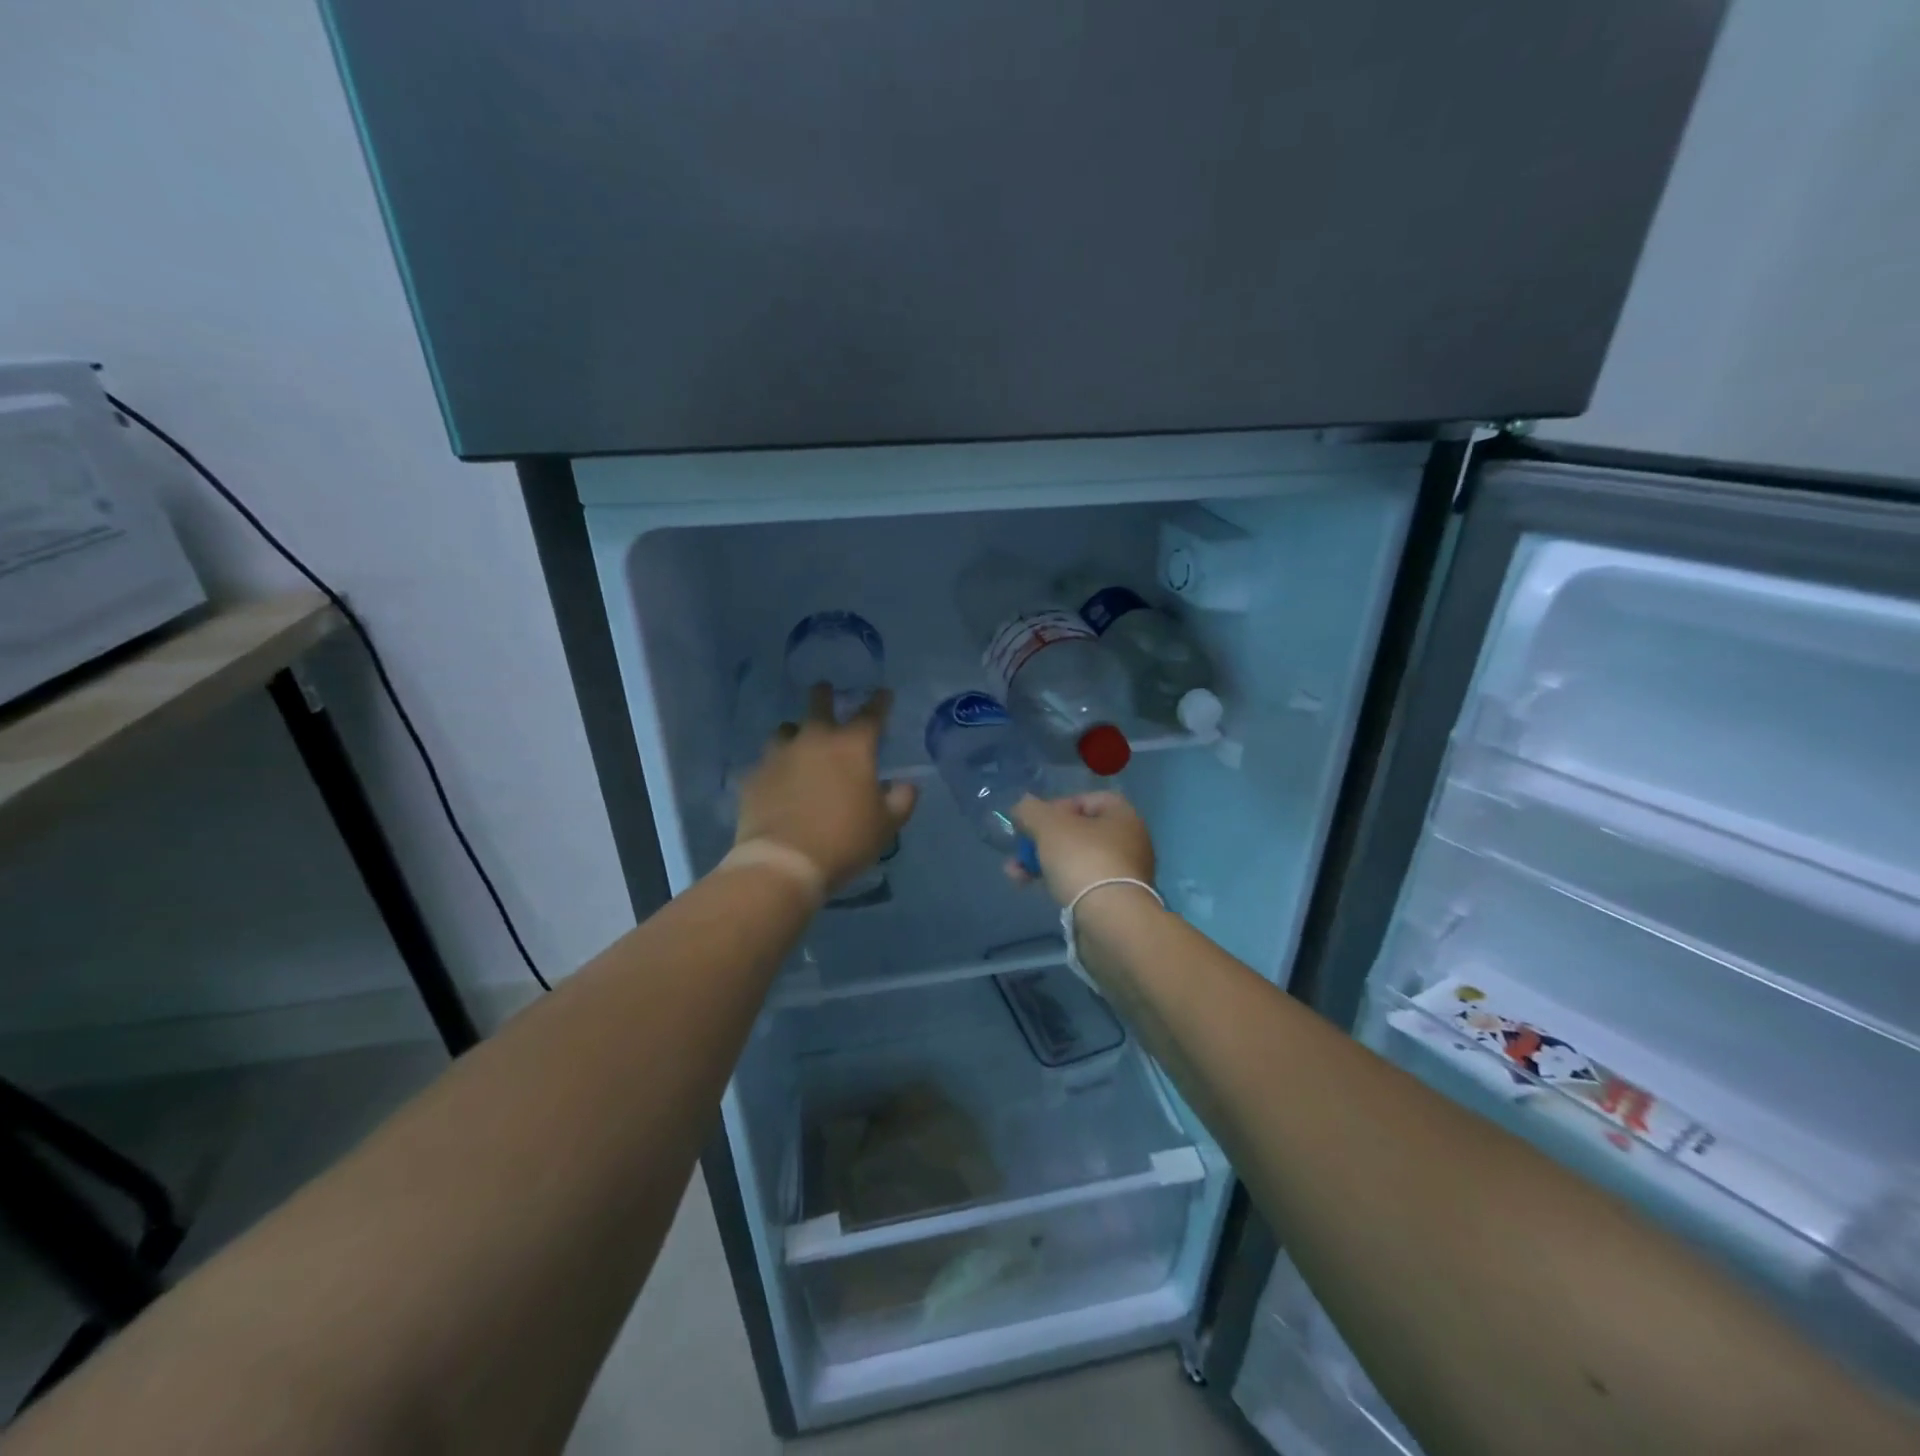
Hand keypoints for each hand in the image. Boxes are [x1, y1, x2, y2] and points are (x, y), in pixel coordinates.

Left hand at [735, 685, 917, 891]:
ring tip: (797, 742)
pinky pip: (764, 763)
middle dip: (825, 695)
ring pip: (785, 730)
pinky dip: (773, 767)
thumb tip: (906, 784)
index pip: (871, 714)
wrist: (784, 862)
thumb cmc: (845, 840)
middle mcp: (814, 739)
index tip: (883, 694)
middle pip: (819, 704)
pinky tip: (775, 779)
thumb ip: (901, 800)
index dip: (880, 702)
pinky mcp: (753, 775)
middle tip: (825, 691)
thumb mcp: (886, 826)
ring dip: (795, 733)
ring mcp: (779, 755)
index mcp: (852, 747)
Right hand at [1007, 792, 1155, 906]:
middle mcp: (1129, 842)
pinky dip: (1056, 883)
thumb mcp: (1048, 826)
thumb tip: (1024, 807)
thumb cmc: (1083, 860)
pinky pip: (1080, 884)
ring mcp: (1123, 875)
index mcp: (1122, 816)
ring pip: (1075, 860)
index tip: (1035, 821)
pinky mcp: (1114, 902)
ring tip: (1014, 874)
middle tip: (1019, 849)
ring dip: (1042, 863)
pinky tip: (1031, 888)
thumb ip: (1031, 810)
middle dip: (1042, 840)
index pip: (1087, 800)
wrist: (1111, 922)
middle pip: (1078, 832)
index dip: (1057, 805)